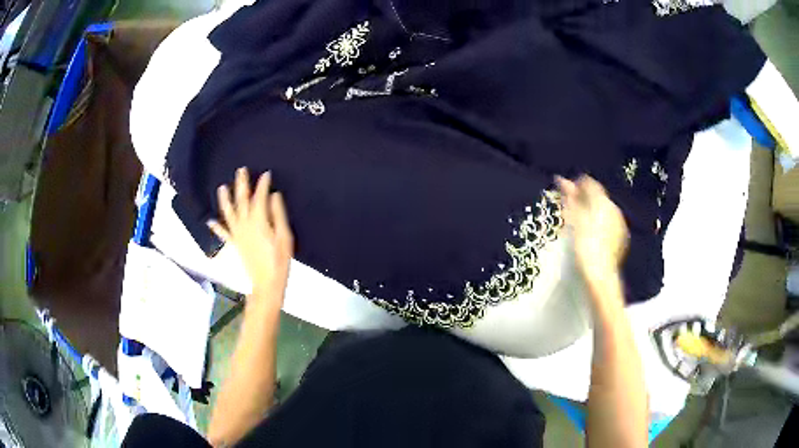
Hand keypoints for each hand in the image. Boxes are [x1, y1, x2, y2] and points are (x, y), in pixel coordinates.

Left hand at [208, 167, 293, 301]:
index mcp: (259, 220)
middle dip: (242, 184)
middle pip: (242, 200)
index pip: (260, 197)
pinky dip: (216, 227)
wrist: (266, 283)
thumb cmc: (279, 260)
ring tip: (222, 188)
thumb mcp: (284, 236)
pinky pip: (223, 234)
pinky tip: (210, 221)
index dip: (263, 184)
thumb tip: (274, 196)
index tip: (266, 174)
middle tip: (241, 170)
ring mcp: (237, 234)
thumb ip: (278, 214)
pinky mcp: (234, 244)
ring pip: (229, 213)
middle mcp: (245, 224)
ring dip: (225, 200)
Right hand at [556, 175, 628, 284]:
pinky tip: (593, 236)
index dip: (577, 185)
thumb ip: (569, 198)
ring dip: (593, 212)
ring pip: (604, 210)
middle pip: (598, 197)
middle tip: (571, 210)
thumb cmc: (583, 245)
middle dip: (585, 199)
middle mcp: (613, 207)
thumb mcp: (573, 220)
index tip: (566, 193)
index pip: (589, 183)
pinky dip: (601, 224)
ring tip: (581, 225)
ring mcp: (620, 222)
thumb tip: (562, 179)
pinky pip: (610, 223)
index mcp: (601, 201)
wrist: (600, 273)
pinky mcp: (622, 236)